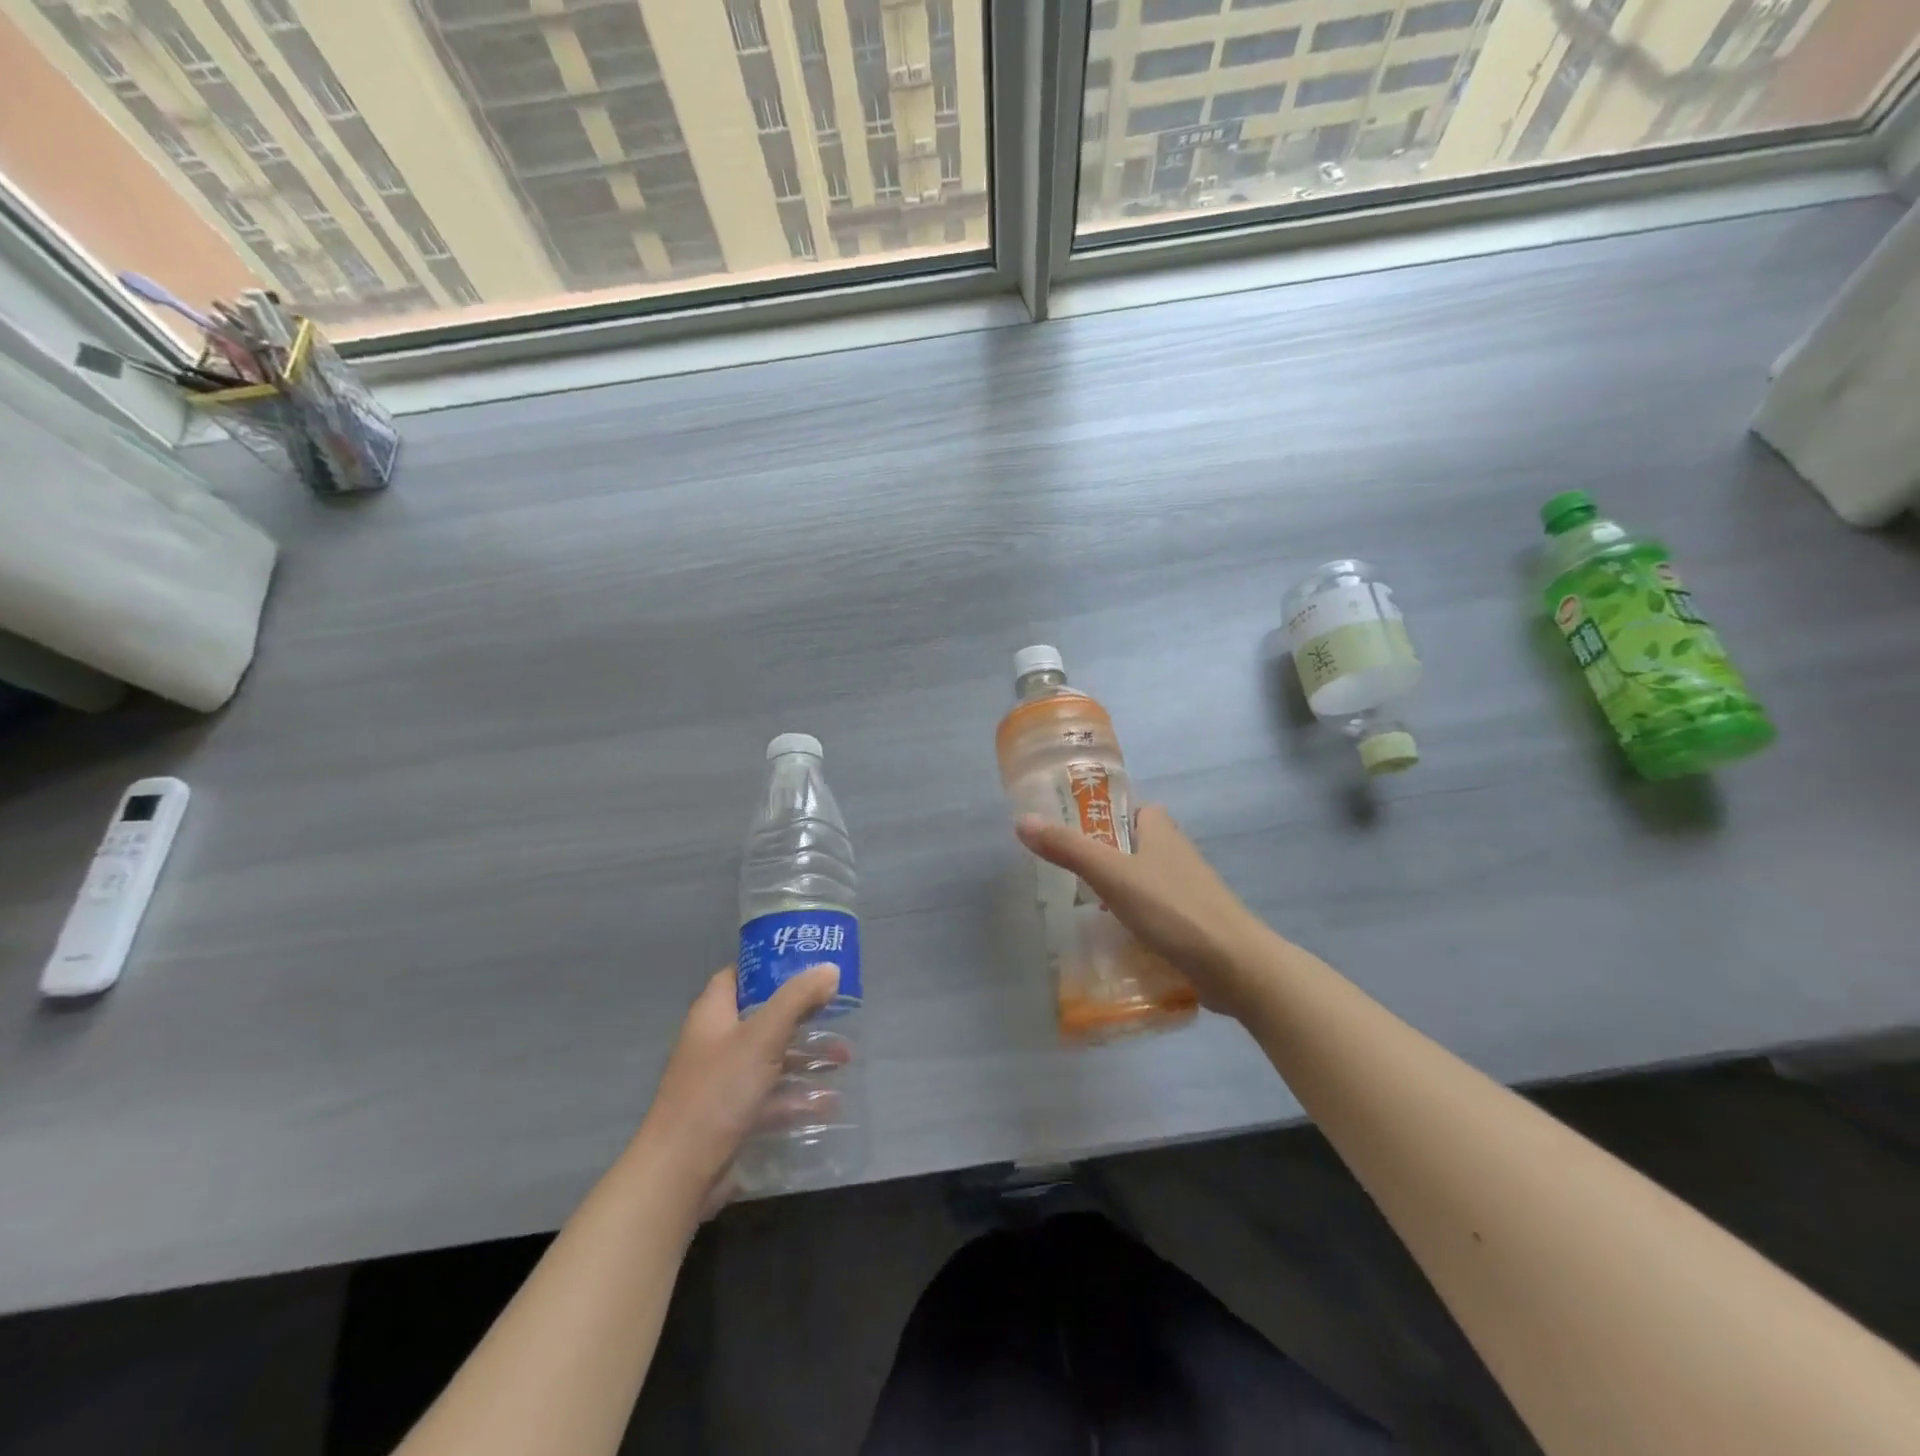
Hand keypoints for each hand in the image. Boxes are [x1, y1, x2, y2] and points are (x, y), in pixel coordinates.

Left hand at [633, 964, 840, 1215]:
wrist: (679, 1174)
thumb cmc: (718, 1092)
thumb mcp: (762, 1037)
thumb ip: (797, 999)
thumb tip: (829, 969)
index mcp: (713, 1015)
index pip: (738, 976)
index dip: (769, 966)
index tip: (807, 964)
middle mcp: (715, 1043)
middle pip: (762, 1017)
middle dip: (800, 1014)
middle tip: (837, 1009)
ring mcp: (722, 1082)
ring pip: (770, 1058)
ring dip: (805, 1056)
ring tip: (844, 1057)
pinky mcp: (731, 1117)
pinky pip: (771, 1097)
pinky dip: (797, 1096)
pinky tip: (829, 1101)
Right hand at [1016, 805, 1274, 1019]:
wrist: (1236, 967)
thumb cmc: (1174, 910)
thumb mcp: (1113, 875)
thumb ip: (1069, 849)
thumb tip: (1023, 820)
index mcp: (1162, 831)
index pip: (1131, 809)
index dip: (1103, 814)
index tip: (1069, 830)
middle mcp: (1177, 855)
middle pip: (1133, 847)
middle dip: (1103, 859)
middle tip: (1065, 876)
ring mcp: (1187, 892)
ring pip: (1143, 883)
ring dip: (1117, 894)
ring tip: (1079, 909)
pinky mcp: (1191, 926)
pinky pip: (1154, 916)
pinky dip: (1134, 923)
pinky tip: (1111, 940)